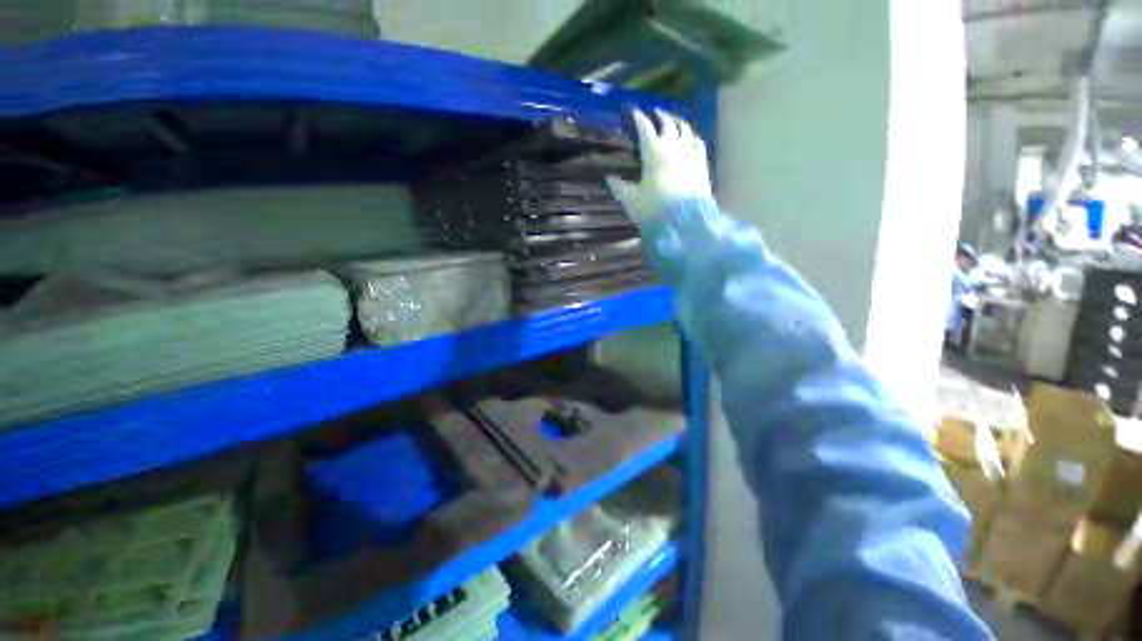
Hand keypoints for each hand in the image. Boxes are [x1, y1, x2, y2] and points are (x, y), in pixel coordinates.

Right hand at [606, 109, 712, 226]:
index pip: (645, 127)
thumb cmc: (654, 209)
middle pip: (668, 122)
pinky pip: (697, 142)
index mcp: (654, 152)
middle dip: (659, 115)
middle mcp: (674, 146)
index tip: (632, 112)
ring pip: (685, 128)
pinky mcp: (702, 163)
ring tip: (672, 120)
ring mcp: (690, 153)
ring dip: (677, 121)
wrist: (684, 222)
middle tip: (653, 114)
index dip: (638, 117)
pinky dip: (691, 135)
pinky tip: (689, 137)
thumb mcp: (631, 200)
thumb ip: (619, 187)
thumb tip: (609, 178)